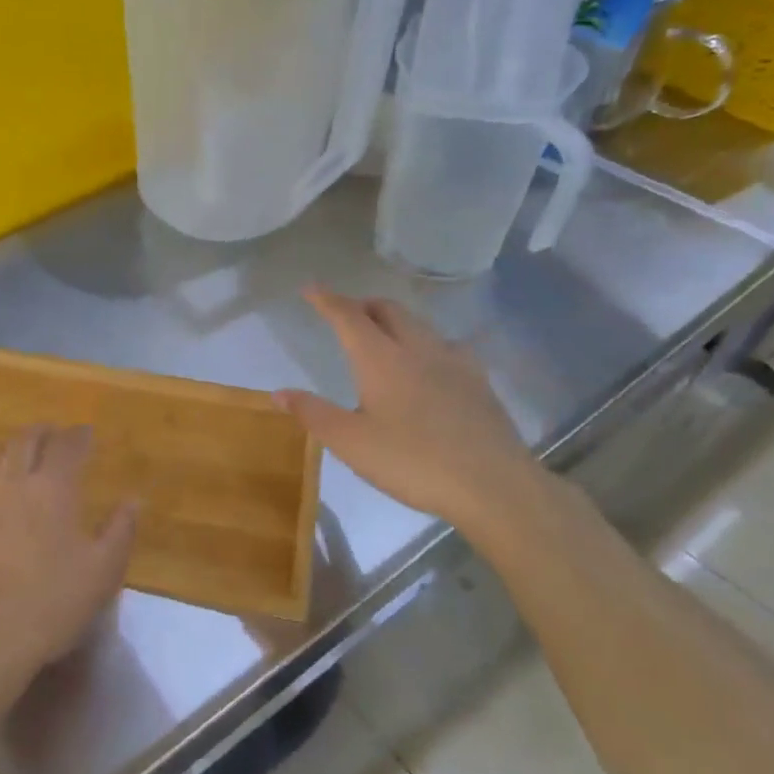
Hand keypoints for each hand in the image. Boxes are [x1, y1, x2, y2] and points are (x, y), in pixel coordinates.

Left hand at [0, 425, 139, 678]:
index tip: (87, 433)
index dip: (79, 435)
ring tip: (23, 450)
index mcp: (53, 488)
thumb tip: (134, 500)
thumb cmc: (52, 602)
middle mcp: (14, 480)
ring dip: (14, 446)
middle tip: (55, 435)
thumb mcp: (102, 572)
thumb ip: (120, 530)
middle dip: (45, 432)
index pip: (68, 445)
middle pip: (27, 440)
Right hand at [276, 287, 540, 531]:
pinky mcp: (479, 382)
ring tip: (381, 335)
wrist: (494, 485)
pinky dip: (424, 342)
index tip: (310, 288)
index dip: (327, 300)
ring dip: (393, 320)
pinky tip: (428, 364)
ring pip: (419, 324)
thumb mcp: (351, 443)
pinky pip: (446, 345)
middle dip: (362, 305)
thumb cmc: (413, 462)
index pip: (348, 317)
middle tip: (345, 314)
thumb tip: (279, 393)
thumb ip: (313, 414)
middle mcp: (418, 350)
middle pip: (388, 310)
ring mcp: (454, 362)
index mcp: (381, 360)